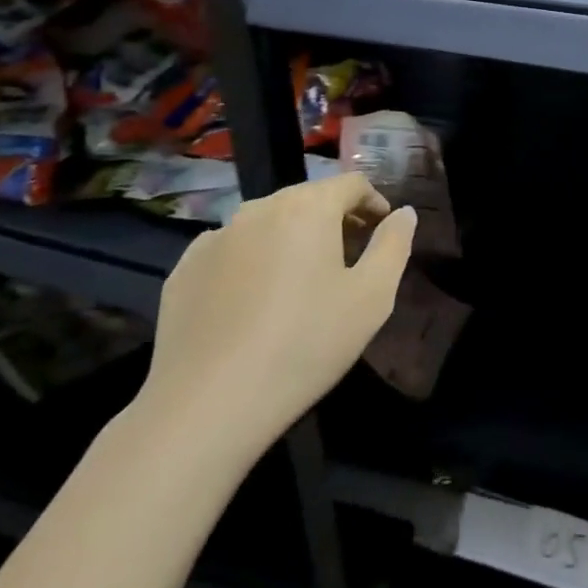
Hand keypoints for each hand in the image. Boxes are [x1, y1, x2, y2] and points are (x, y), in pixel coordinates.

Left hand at [134, 174, 416, 464]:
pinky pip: (230, 250)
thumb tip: (403, 214)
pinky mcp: (184, 270)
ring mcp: (215, 237)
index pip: (351, 183)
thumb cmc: (305, 344)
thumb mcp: (372, 297)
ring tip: (302, 280)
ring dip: (292, 238)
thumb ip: (394, 245)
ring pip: (267, 223)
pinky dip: (252, 260)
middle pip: (308, 199)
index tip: (382, 230)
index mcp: (308, 208)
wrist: (207, 405)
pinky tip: (254, 301)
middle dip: (334, 219)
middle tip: (350, 257)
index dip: (374, 202)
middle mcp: (259, 209)